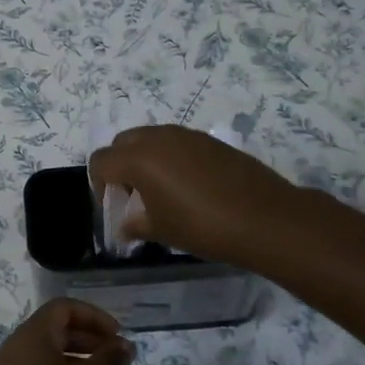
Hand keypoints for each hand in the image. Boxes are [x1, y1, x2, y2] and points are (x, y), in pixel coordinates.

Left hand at [0, 299, 134, 364]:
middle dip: (89, 337)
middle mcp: (18, 343)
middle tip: (115, 358)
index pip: (64, 307)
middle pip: (57, 327)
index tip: (118, 336)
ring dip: (77, 358)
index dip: (94, 316)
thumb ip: (107, 363)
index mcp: (33, 333)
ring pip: (49, 351)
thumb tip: (127, 344)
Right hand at [88, 124, 302, 267]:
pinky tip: (189, 186)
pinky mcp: (210, 140)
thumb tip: (125, 225)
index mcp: (138, 158)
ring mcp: (187, 135)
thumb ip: (135, 224)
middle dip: (120, 166)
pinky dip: (171, 158)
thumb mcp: (161, 230)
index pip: (100, 161)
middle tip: (133, 195)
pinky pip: (177, 143)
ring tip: (162, 191)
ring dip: (146, 159)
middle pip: (123, 143)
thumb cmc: (203, 226)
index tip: (114, 205)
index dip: (99, 184)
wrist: (265, 219)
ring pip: (151, 139)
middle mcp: (158, 137)